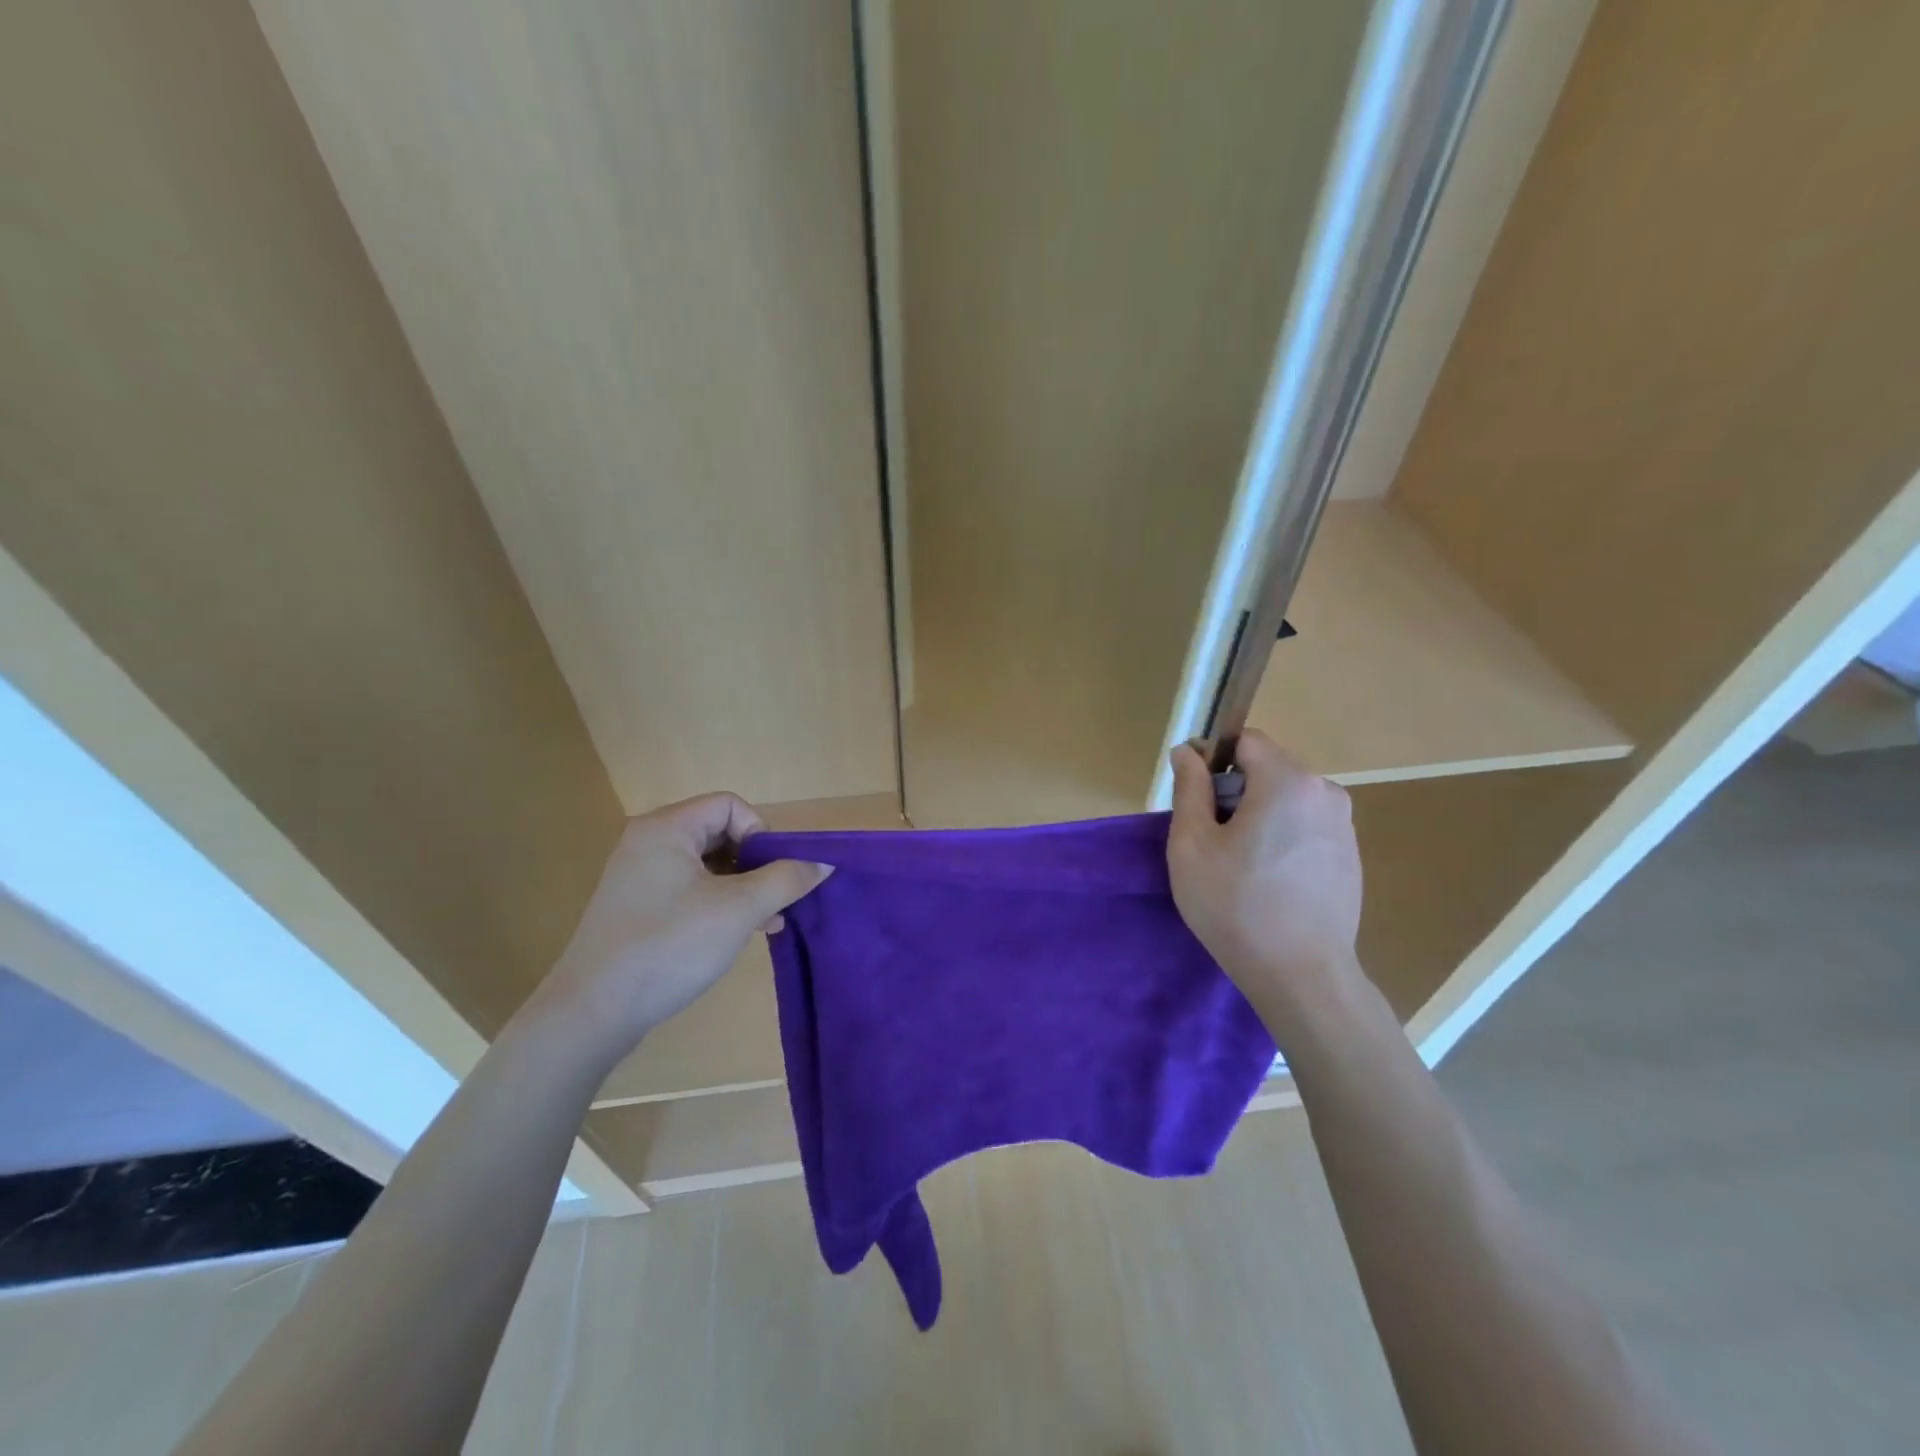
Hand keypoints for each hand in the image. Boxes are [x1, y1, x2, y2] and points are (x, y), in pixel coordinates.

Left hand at [524, 793, 831, 1062]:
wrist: (592, 1013)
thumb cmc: (669, 947)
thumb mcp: (739, 910)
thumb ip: (786, 880)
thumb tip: (824, 863)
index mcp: (667, 829)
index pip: (730, 805)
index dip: (761, 833)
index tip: (773, 873)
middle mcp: (648, 842)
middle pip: (719, 833)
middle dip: (756, 864)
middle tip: (776, 899)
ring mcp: (639, 877)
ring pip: (707, 865)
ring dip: (742, 887)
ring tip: (768, 921)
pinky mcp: (636, 908)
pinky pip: (688, 890)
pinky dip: (718, 903)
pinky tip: (741, 933)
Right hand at [1167, 731, 1363, 1028]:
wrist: (1302, 976)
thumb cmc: (1236, 906)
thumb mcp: (1192, 845)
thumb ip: (1189, 788)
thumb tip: (1188, 752)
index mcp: (1288, 781)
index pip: (1246, 741)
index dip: (1213, 758)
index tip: (1193, 798)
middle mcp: (1326, 792)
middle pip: (1267, 770)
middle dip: (1234, 792)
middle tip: (1210, 840)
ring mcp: (1344, 825)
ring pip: (1286, 800)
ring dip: (1258, 816)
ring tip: (1238, 865)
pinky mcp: (1351, 856)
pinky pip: (1305, 827)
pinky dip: (1281, 838)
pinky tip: (1268, 881)